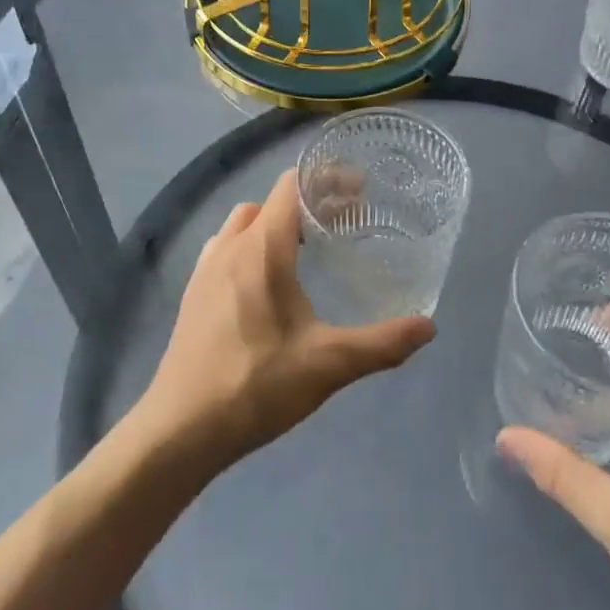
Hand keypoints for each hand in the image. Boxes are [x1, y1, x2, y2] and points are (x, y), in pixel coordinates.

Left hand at [142, 168, 435, 473]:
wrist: (180, 430)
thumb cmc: (256, 386)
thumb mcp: (328, 364)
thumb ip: (381, 343)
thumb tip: (429, 327)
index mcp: (262, 248)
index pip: (292, 186)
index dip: (327, 179)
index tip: (361, 192)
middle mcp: (230, 246)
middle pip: (270, 202)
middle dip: (307, 203)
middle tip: (342, 223)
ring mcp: (205, 269)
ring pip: (244, 224)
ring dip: (275, 224)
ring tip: (307, 250)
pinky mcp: (193, 293)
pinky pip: (226, 249)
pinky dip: (251, 247)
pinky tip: (267, 285)